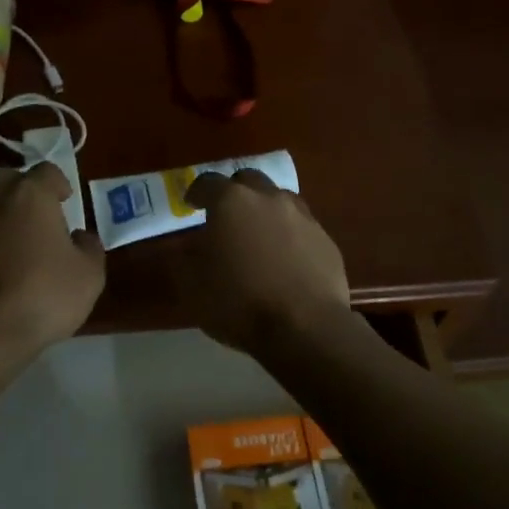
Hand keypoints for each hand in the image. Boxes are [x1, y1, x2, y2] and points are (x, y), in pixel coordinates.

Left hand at [0, 164, 105, 353]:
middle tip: (39, 211)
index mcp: (30, 196)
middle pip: (6, 179)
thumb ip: (90, 248)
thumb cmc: (43, 295)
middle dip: (22, 188)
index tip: (67, 200)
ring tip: (20, 244)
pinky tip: (1, 269)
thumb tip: (80, 237)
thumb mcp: (89, 275)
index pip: (46, 171)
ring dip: (2, 216)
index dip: (59, 183)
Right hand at [181, 169, 350, 354]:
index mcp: (231, 202)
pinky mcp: (325, 238)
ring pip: (279, 199)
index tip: (191, 205)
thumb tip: (185, 247)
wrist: (306, 328)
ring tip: (258, 234)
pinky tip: (286, 258)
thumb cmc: (239, 303)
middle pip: (248, 180)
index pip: (207, 182)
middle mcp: (268, 198)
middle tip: (226, 215)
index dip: (196, 192)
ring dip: (265, 209)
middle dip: (234, 192)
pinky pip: (302, 226)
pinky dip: (289, 234)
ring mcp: (302, 216)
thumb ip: (183, 259)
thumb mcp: (192, 286)